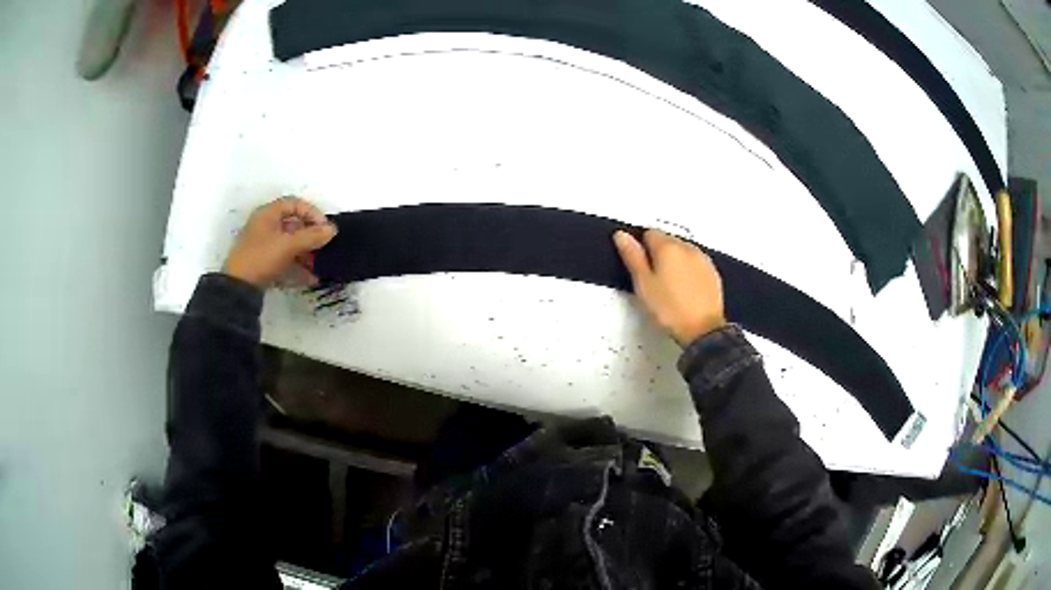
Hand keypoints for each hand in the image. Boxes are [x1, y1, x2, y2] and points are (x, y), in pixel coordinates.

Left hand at [223, 197, 337, 286]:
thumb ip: (311, 236)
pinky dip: (297, 267)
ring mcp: (263, 245)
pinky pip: (284, 260)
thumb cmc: (261, 258)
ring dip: (306, 254)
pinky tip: (310, 279)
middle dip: (310, 237)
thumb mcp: (288, 245)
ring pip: (289, 244)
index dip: (312, 213)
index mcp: (268, 214)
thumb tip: (333, 229)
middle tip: (323, 248)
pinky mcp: (263, 263)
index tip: (325, 228)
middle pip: (293, 225)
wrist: (237, 288)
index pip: (295, 204)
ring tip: (318, 266)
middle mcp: (265, 226)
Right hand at [613, 229, 725, 345]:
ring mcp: (702, 259)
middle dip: (659, 255)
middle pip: (667, 241)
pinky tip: (685, 290)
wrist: (702, 330)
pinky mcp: (712, 272)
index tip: (641, 268)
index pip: (648, 233)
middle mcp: (687, 248)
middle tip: (654, 281)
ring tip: (670, 288)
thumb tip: (621, 235)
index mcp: (667, 247)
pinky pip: (696, 264)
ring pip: (682, 252)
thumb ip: (632, 256)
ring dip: (675, 262)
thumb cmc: (671, 309)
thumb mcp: (643, 284)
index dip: (641, 249)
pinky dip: (689, 271)